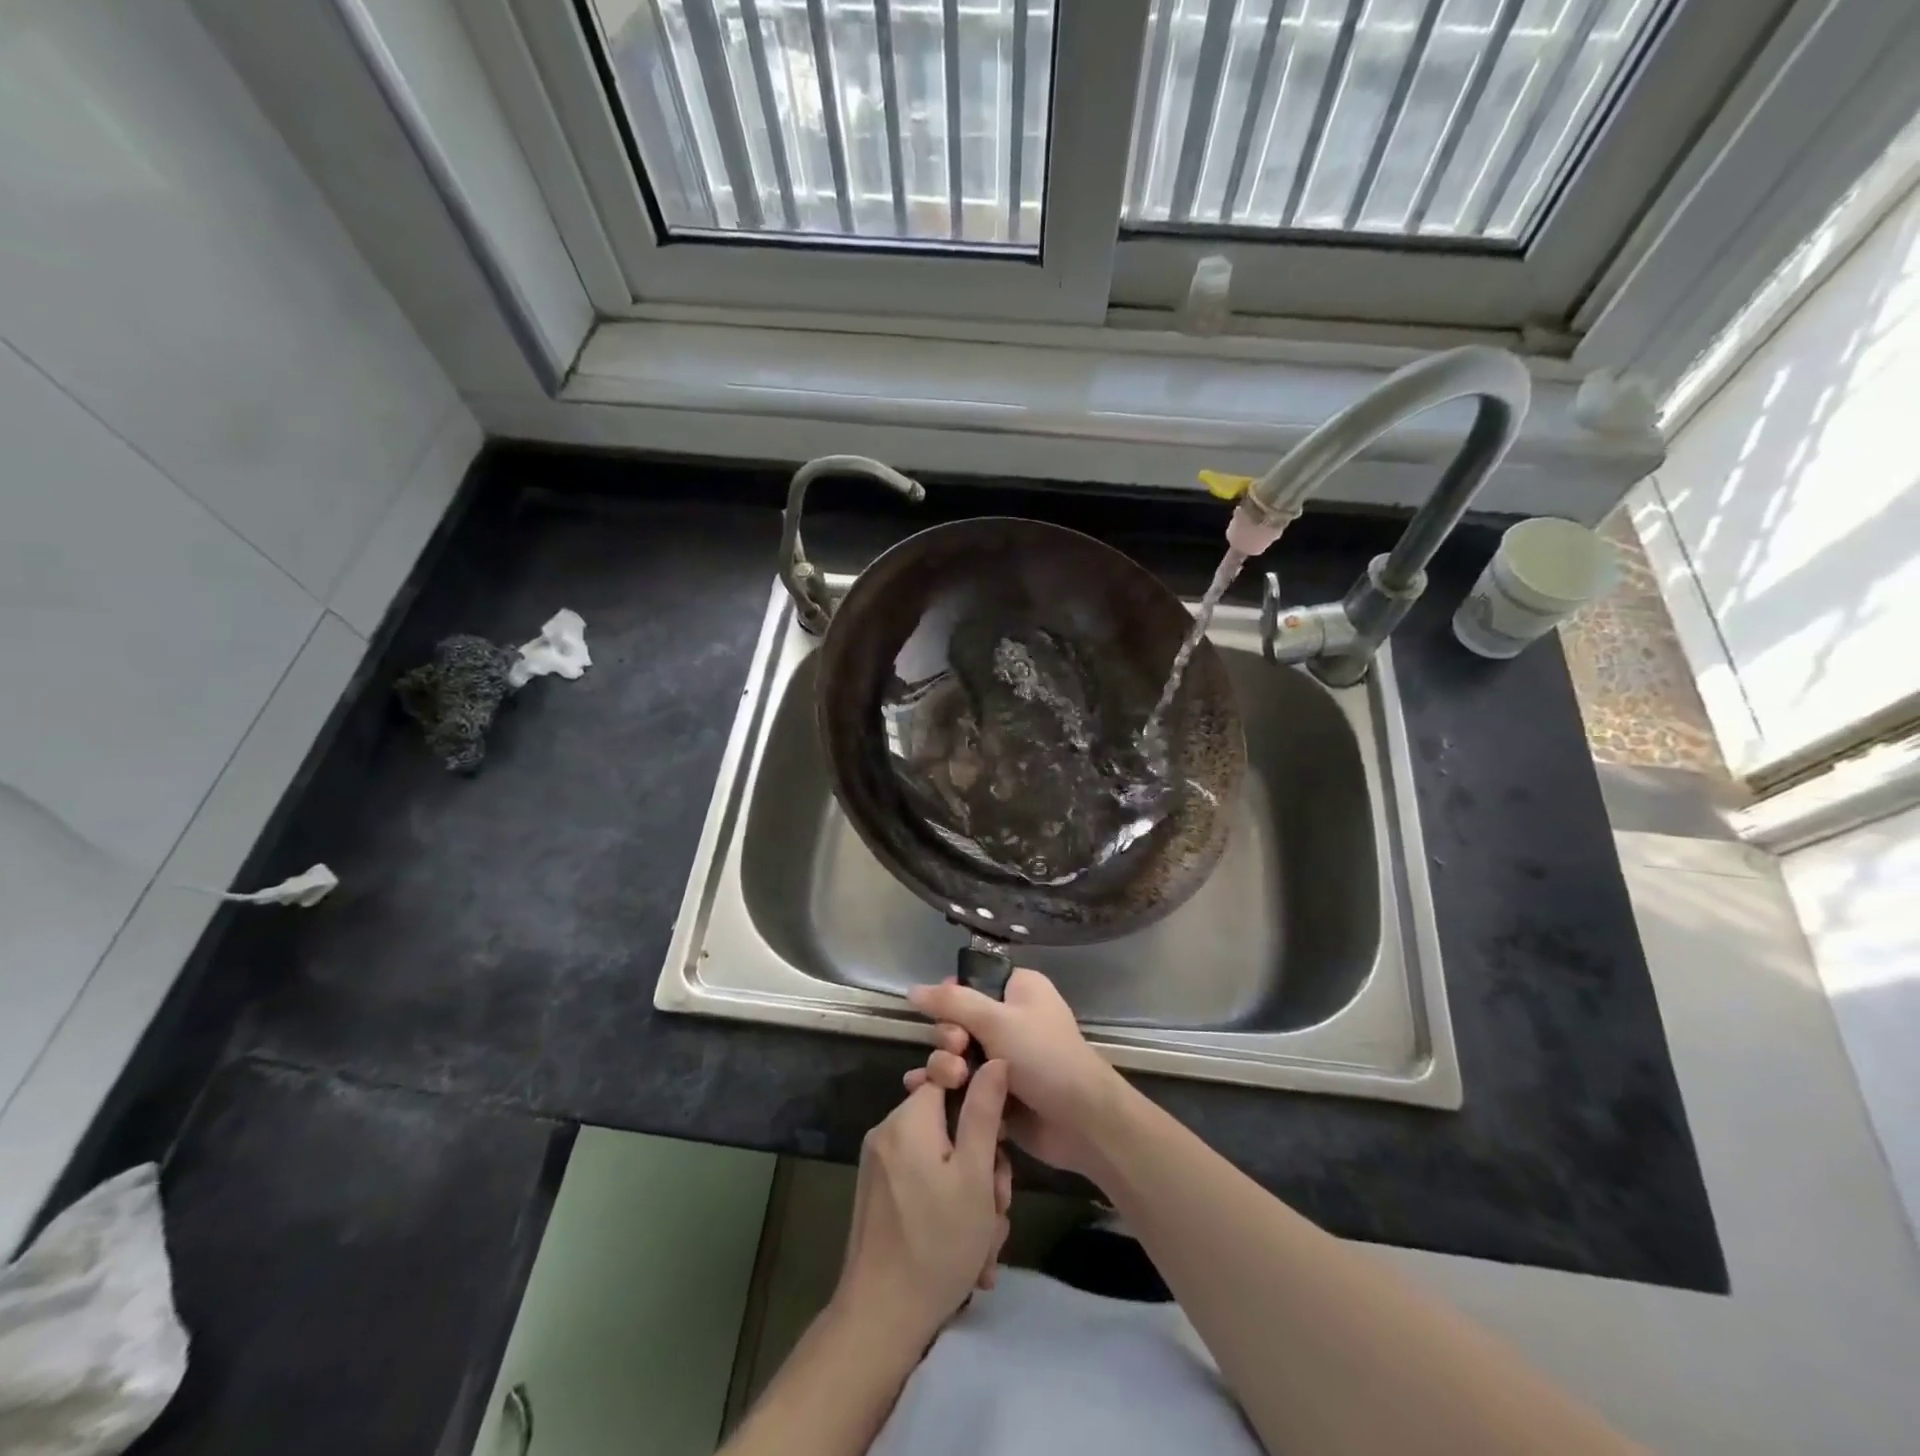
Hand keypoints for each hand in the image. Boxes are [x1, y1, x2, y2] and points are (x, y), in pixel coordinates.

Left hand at [835, 1061, 1012, 1350]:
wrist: (880, 1320)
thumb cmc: (937, 1243)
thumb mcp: (975, 1175)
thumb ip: (984, 1112)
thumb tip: (995, 1060)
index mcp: (908, 1118)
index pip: (950, 1079)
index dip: (981, 1105)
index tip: (999, 1143)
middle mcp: (888, 1133)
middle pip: (949, 1125)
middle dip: (982, 1165)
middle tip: (997, 1206)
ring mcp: (879, 1166)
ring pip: (942, 1160)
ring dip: (971, 1196)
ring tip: (985, 1242)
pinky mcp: (878, 1196)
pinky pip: (923, 1183)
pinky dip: (948, 1208)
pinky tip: (967, 1252)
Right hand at [907, 969, 1129, 1177]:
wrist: (1081, 1121)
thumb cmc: (1044, 1056)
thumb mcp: (997, 1021)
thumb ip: (952, 1002)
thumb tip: (912, 989)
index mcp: (1017, 990)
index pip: (970, 982)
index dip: (951, 998)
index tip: (945, 1014)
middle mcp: (1008, 1019)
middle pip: (956, 1020)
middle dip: (948, 1037)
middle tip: (959, 1051)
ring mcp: (1001, 1058)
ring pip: (954, 1054)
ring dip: (944, 1066)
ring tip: (952, 1081)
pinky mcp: (994, 1092)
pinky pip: (960, 1083)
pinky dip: (944, 1088)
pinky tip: (923, 1093)